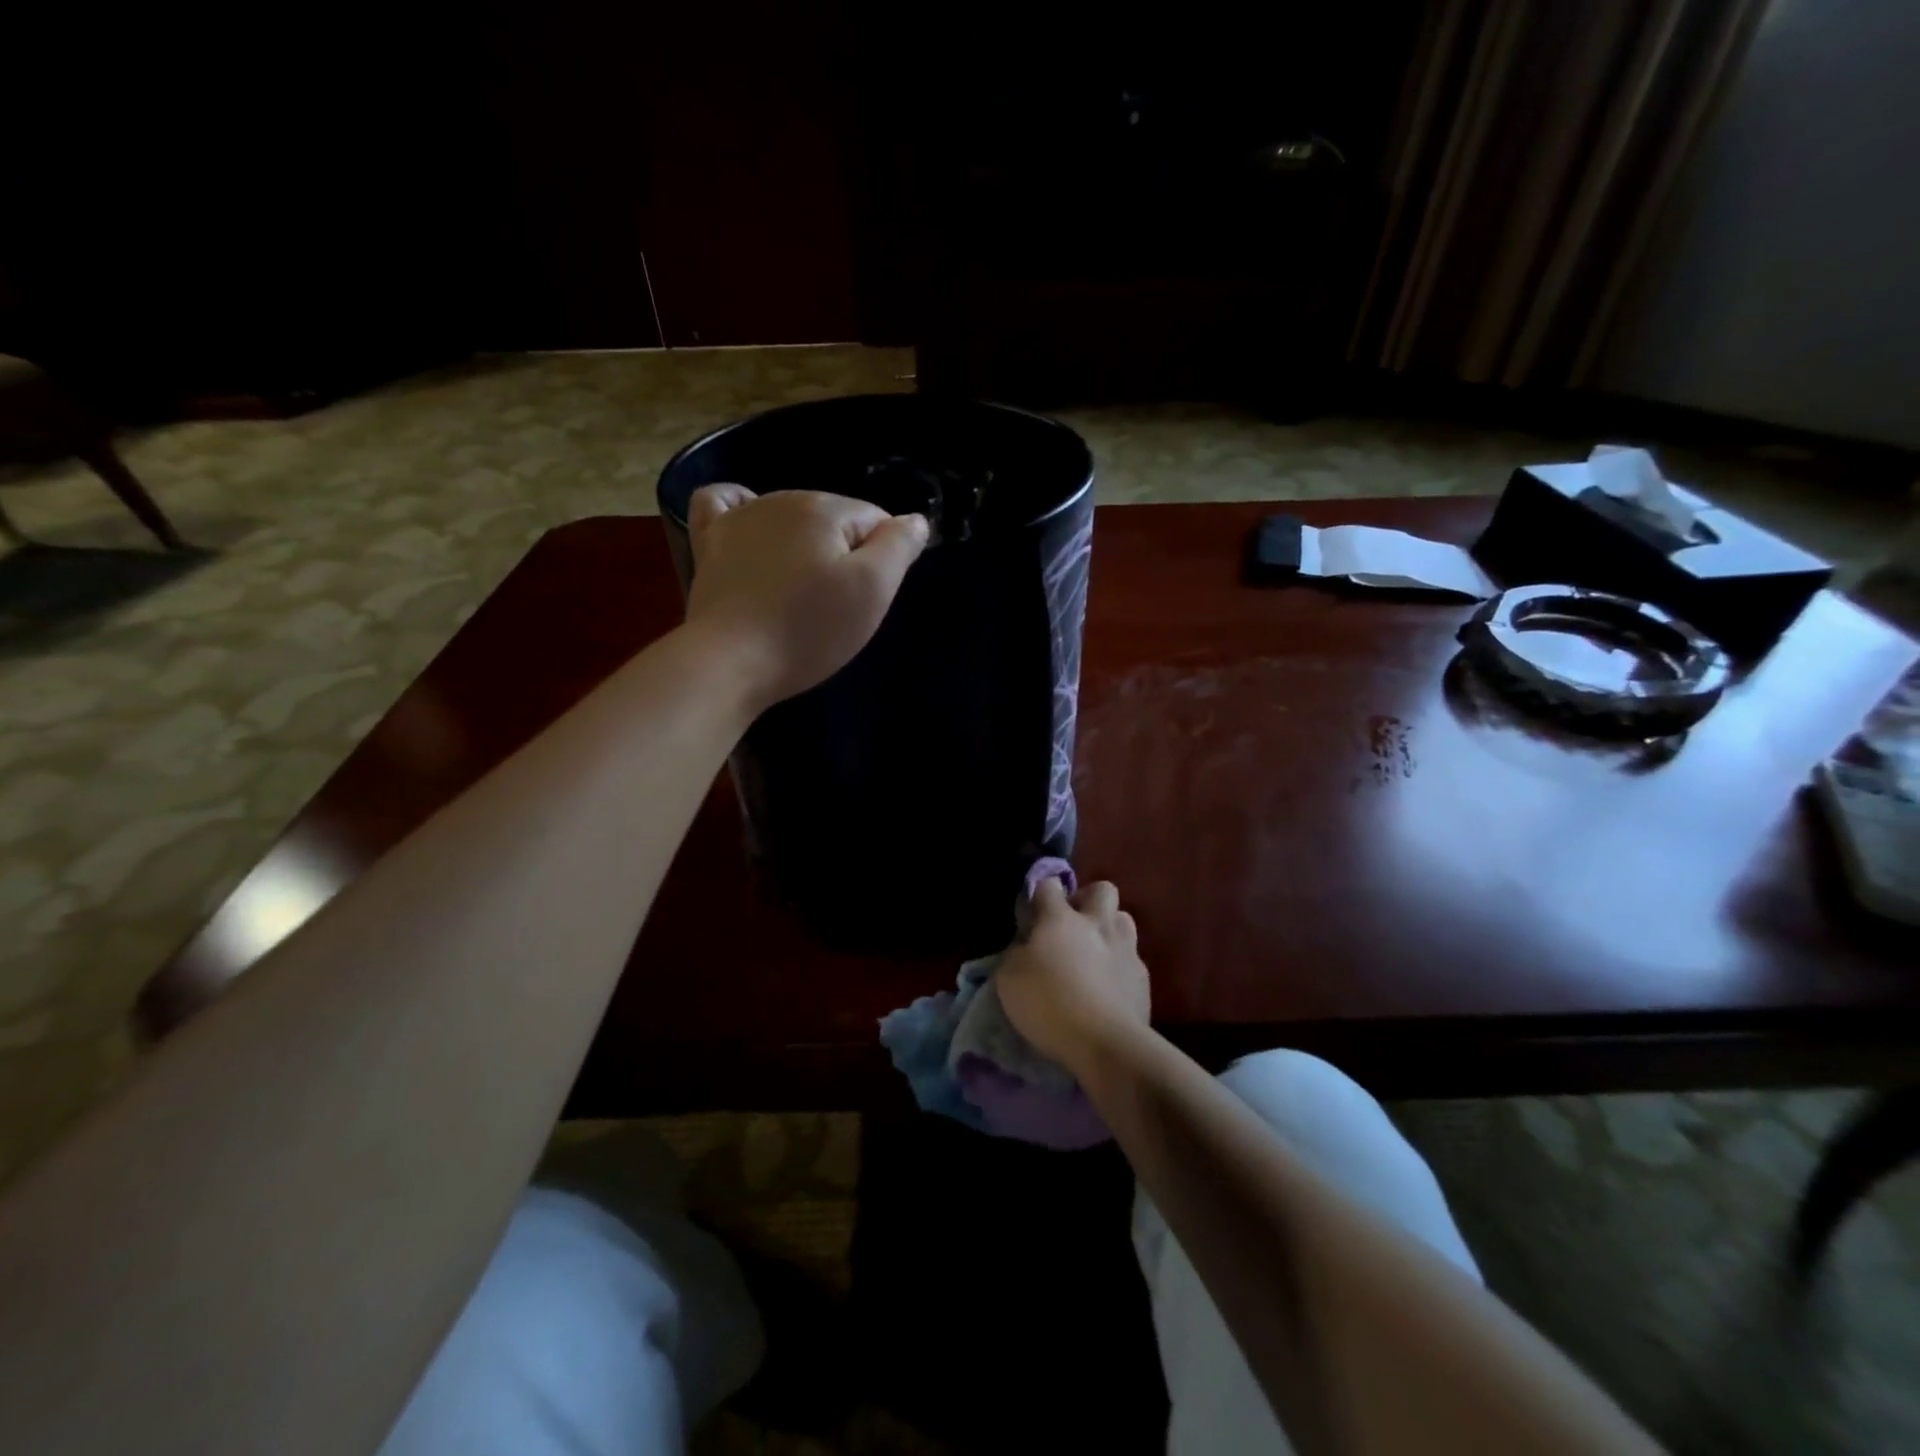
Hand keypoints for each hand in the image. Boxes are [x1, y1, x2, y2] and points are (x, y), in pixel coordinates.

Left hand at [684, 484, 929, 709]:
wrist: (731, 661)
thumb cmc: (808, 629)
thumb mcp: (872, 591)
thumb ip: (898, 547)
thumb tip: (916, 519)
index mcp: (825, 509)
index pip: (875, 519)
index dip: (883, 558)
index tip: (869, 597)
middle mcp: (781, 500)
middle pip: (833, 519)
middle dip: (845, 553)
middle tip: (836, 605)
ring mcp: (739, 518)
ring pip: (789, 515)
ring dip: (804, 544)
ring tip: (800, 590)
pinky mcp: (709, 543)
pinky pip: (723, 503)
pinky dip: (740, 510)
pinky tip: (749, 531)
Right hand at [996, 879, 1149, 1075]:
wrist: (1106, 1044)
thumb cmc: (1049, 1004)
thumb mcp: (1010, 979)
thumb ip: (1017, 953)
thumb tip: (1026, 945)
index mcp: (1061, 919)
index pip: (1049, 885)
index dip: (1040, 893)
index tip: (1034, 910)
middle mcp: (1097, 924)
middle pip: (1102, 889)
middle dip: (1088, 899)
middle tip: (1072, 924)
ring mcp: (1126, 949)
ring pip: (1123, 919)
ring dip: (1109, 928)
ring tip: (1095, 953)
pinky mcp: (1143, 977)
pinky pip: (1132, 958)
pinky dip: (1120, 965)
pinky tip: (1109, 986)